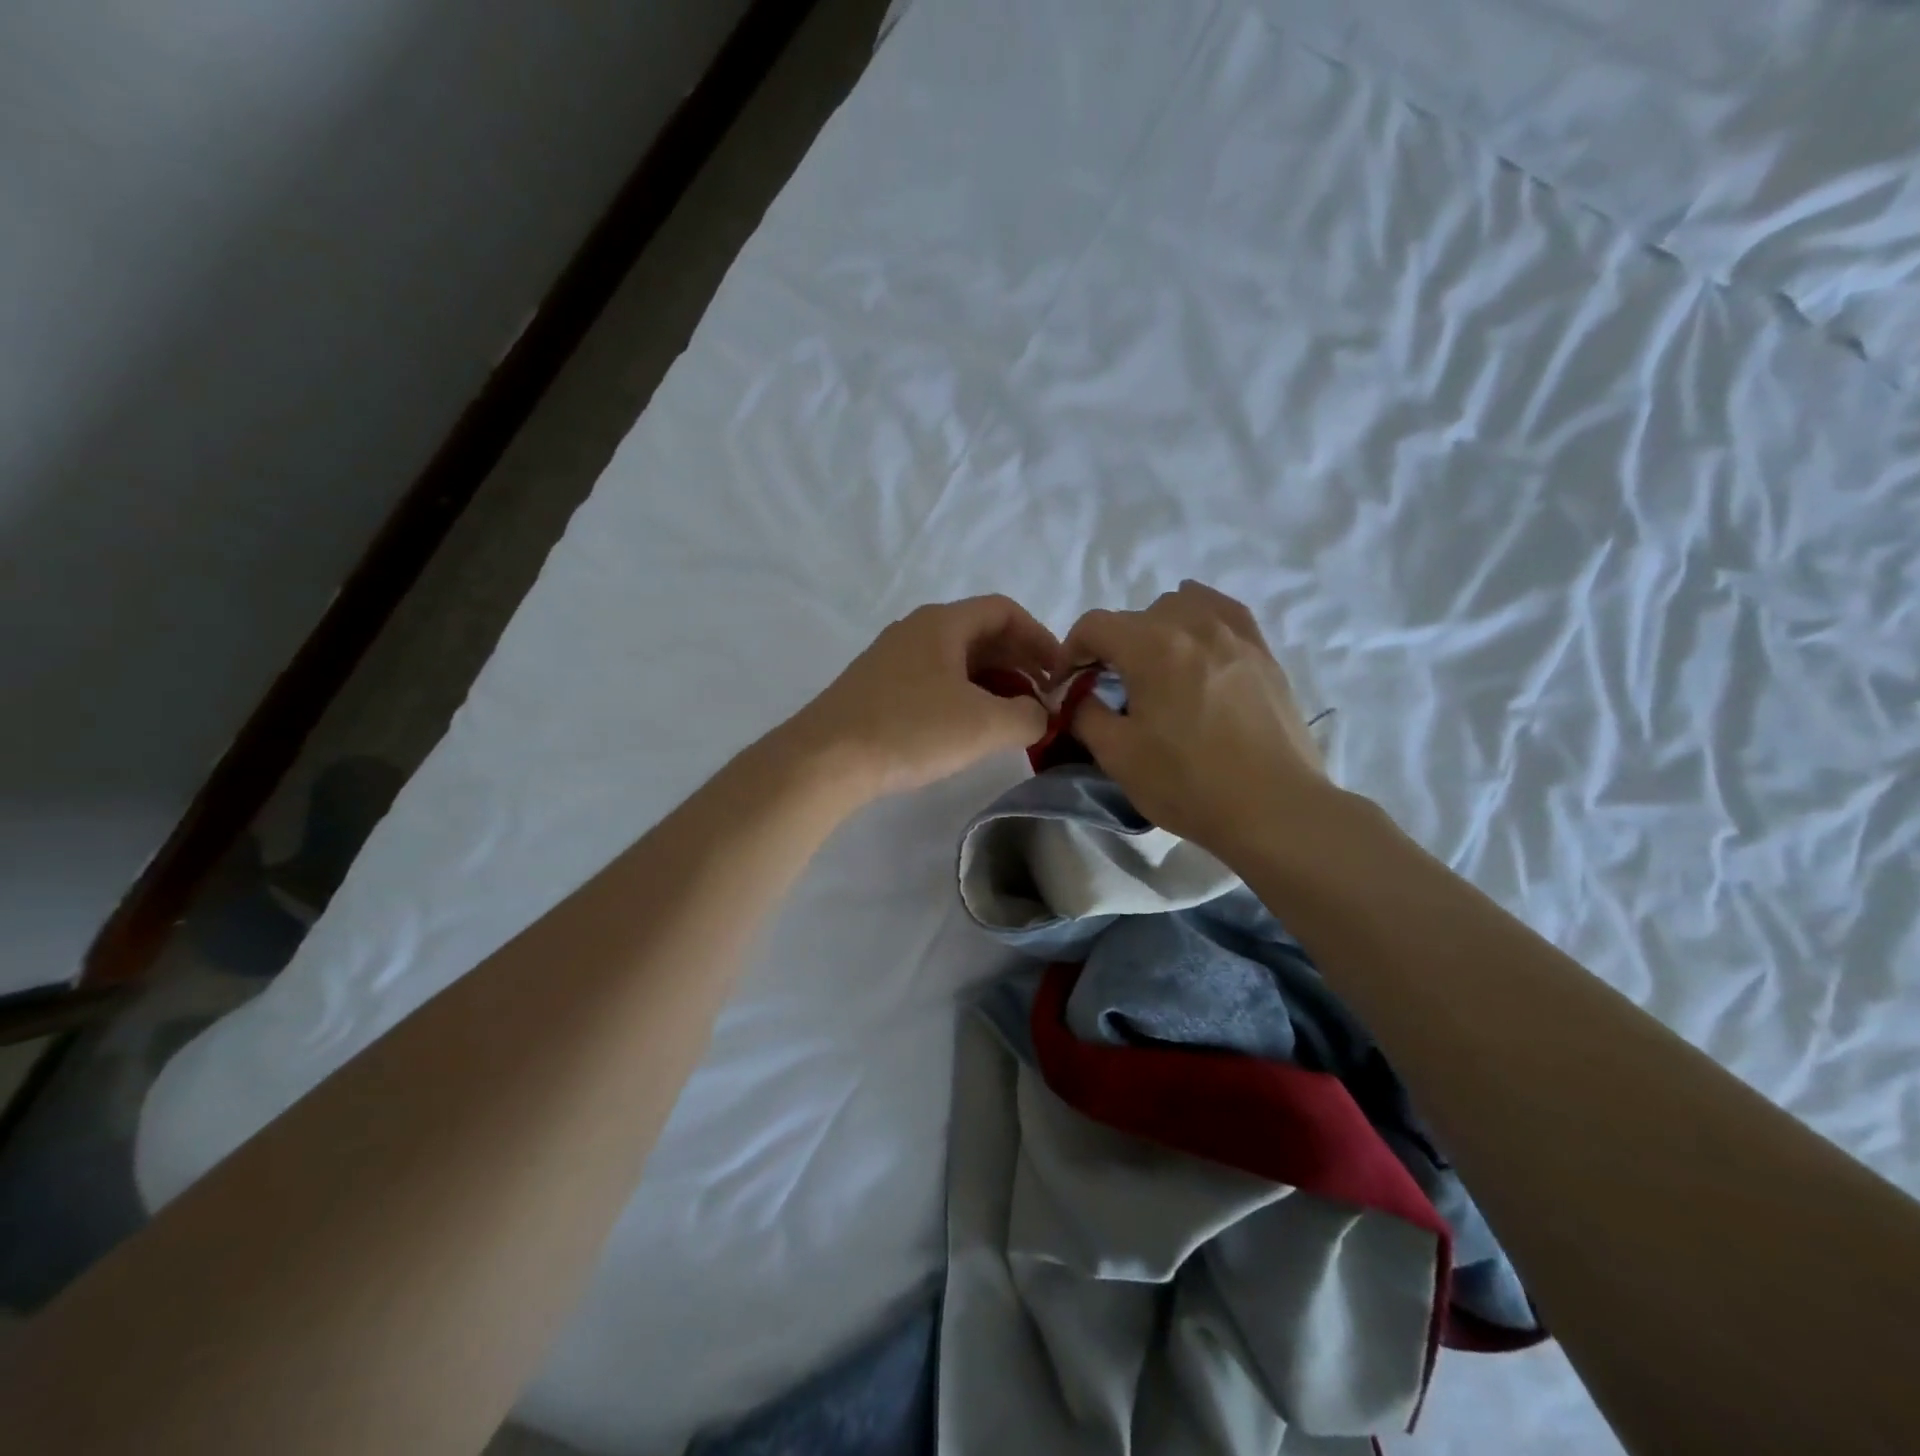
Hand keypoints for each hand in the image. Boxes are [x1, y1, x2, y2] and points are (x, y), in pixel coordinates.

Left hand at [783, 596, 1063, 801]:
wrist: (825, 760)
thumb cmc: (910, 730)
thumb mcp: (984, 725)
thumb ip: (1028, 716)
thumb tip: (1039, 714)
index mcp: (943, 623)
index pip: (1005, 611)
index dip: (1040, 638)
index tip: (1060, 673)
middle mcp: (916, 631)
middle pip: (981, 634)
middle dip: (1019, 664)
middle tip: (1043, 699)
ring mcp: (892, 659)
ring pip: (957, 661)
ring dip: (992, 684)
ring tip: (1012, 719)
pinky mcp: (877, 688)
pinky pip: (934, 681)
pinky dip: (963, 697)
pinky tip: (969, 730)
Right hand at [1063, 582, 1328, 864]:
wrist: (1272, 808)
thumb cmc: (1187, 783)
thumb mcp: (1117, 754)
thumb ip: (1085, 714)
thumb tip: (1078, 695)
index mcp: (1151, 646)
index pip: (1094, 626)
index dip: (1070, 651)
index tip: (1068, 685)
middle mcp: (1193, 625)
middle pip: (1136, 616)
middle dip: (1113, 647)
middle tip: (1110, 687)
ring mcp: (1235, 635)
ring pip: (1183, 605)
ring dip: (1157, 629)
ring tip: (1157, 667)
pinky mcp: (1263, 653)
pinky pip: (1225, 613)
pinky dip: (1201, 620)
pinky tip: (1198, 645)